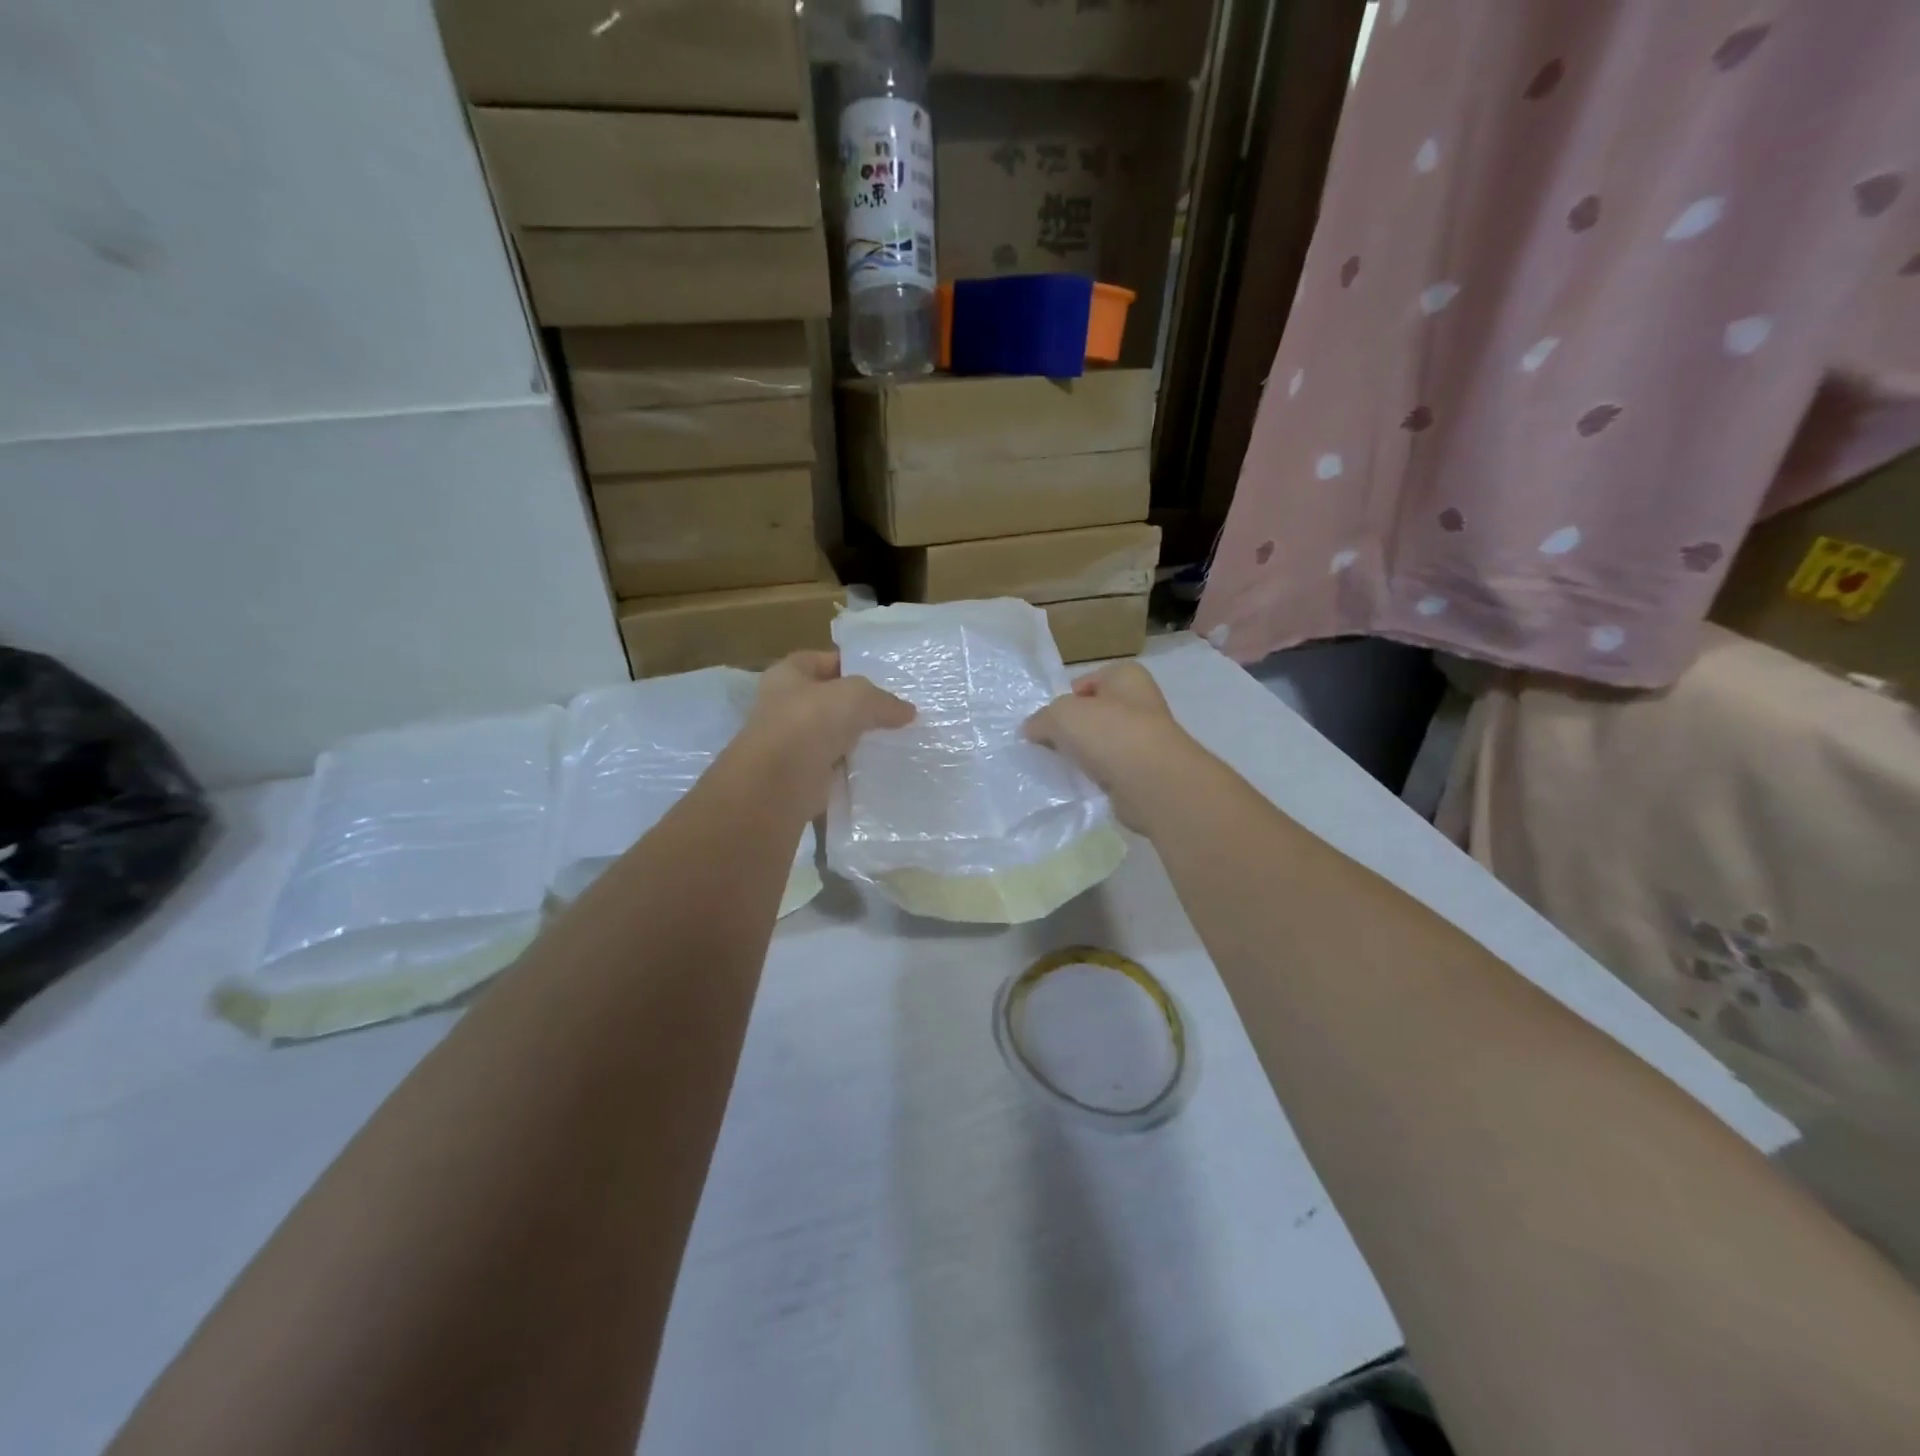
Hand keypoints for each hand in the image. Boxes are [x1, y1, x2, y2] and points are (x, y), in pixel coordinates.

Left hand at [737, 651, 914, 815]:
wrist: (778, 784)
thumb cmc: (810, 723)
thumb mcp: (856, 697)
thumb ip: (883, 700)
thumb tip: (908, 712)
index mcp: (787, 675)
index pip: (821, 660)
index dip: (849, 665)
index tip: (882, 677)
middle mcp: (784, 706)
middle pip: (828, 700)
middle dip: (858, 706)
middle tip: (894, 711)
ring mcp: (791, 743)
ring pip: (833, 735)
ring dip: (857, 739)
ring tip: (894, 738)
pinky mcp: (801, 775)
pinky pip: (834, 766)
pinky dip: (853, 768)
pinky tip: (879, 767)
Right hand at [1022, 663, 1206, 831]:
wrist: (1152, 782)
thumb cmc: (1109, 733)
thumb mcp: (1061, 715)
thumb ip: (1042, 718)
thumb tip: (1031, 729)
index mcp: (1126, 676)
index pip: (1087, 682)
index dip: (1065, 699)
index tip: (1048, 721)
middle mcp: (1141, 702)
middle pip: (1095, 713)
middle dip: (1073, 729)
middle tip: (1049, 744)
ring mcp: (1147, 738)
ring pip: (1103, 743)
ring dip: (1085, 754)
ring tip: (1065, 766)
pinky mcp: (1146, 771)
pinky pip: (1111, 769)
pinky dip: (1098, 776)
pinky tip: (1084, 783)